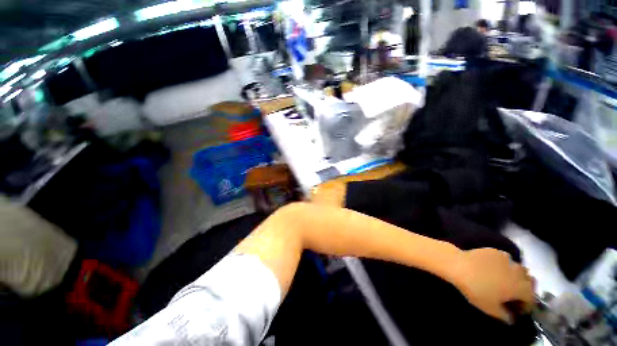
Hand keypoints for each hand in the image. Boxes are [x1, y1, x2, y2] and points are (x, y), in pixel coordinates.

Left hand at [449, 248, 534, 323]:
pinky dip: (504, 265)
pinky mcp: (495, 251)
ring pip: (518, 269)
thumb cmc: (476, 289)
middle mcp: (519, 272)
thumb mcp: (490, 309)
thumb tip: (511, 319)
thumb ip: (505, 316)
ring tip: (505, 280)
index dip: (525, 306)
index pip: (531, 299)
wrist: (459, 266)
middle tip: (512, 294)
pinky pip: (505, 259)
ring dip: (516, 276)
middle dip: (523, 289)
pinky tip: (494, 268)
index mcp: (521, 288)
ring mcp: (507, 259)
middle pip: (528, 282)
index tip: (517, 309)